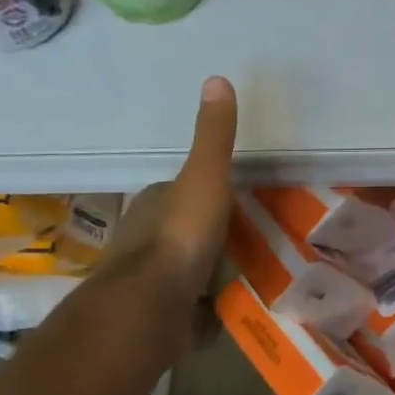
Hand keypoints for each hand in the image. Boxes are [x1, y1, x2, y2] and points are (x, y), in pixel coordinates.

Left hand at [97, 76, 237, 297]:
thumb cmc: (179, 236)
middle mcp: (144, 239)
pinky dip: (203, 304)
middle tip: (250, 235)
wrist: (147, 308)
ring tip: (245, 270)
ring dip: (205, 268)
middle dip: (207, 231)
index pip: (179, 190)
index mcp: (154, 203)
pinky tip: (226, 306)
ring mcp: (148, 280)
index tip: (236, 197)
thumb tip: (216, 78)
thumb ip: (213, 137)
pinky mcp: (157, 316)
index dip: (205, 191)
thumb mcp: (204, 178)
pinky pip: (185, 304)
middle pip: (181, 228)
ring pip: (182, 266)